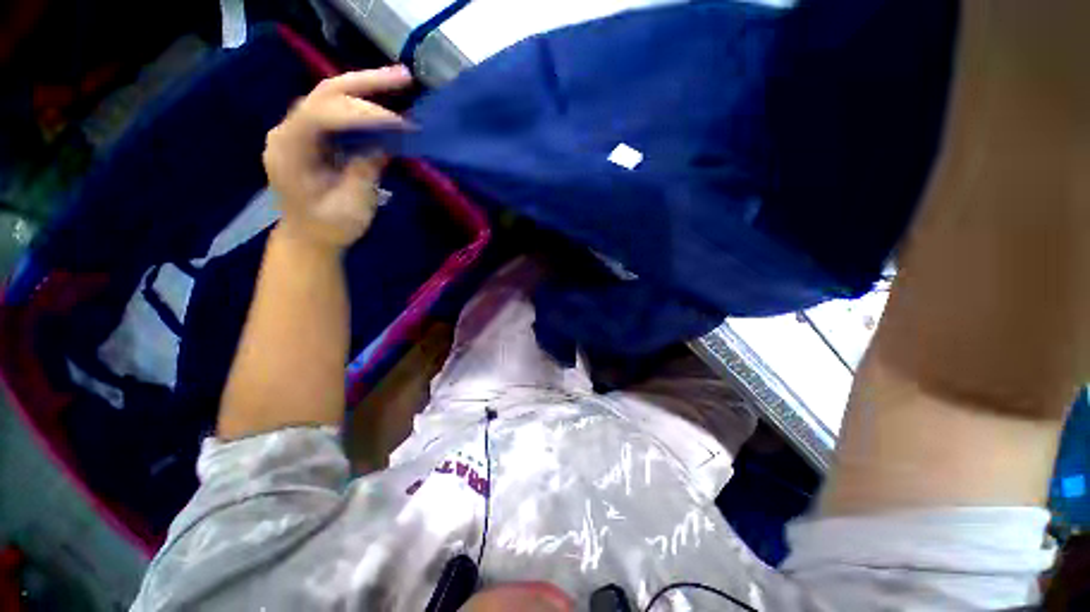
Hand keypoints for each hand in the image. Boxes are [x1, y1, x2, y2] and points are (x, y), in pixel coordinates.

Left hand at [262, 66, 412, 250]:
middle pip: (325, 93)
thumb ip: (365, 171)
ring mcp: (299, 130)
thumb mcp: (352, 206)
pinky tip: (384, 99)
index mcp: (290, 151)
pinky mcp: (313, 135)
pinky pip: (337, 110)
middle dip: (365, 83)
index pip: (322, 114)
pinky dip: (362, 102)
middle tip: (403, 77)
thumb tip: (385, 143)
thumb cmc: (329, 228)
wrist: (309, 238)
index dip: (362, 113)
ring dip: (365, 86)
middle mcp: (288, 131)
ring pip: (330, 95)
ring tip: (400, 80)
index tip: (400, 123)